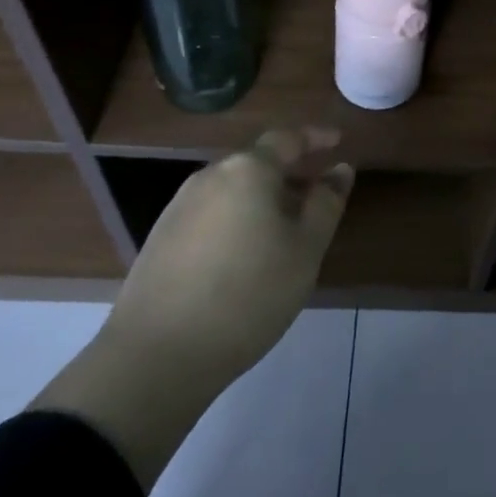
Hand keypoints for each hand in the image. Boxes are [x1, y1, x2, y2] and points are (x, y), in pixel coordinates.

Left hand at [106, 127, 351, 387]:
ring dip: (263, 198)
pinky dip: (237, 218)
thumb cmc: (247, 295)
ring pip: (234, 189)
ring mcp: (180, 206)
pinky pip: (212, 212)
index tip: (337, 141)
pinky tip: (246, 253)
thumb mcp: (305, 251)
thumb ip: (326, 204)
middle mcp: (211, 176)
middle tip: (316, 193)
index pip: (288, 139)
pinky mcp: (161, 238)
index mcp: (248, 170)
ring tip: (285, 228)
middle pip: (258, 162)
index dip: (316, 138)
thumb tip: (340, 170)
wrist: (155, 358)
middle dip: (290, 173)